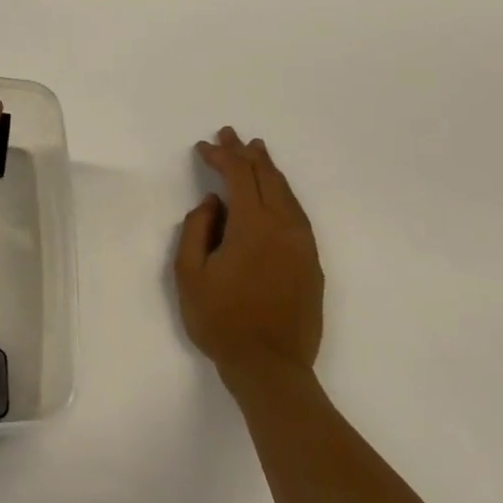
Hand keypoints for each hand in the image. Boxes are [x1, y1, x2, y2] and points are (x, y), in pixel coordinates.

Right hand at [175, 129, 323, 383]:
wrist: (270, 367)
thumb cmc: (221, 320)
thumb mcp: (190, 274)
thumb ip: (197, 230)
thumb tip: (212, 204)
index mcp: (254, 226)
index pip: (239, 177)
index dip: (221, 157)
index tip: (203, 147)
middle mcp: (285, 228)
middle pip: (267, 178)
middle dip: (246, 154)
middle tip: (230, 135)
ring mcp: (303, 245)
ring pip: (287, 194)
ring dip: (269, 170)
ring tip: (257, 152)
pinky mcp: (312, 263)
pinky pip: (298, 214)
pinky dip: (283, 194)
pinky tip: (275, 193)